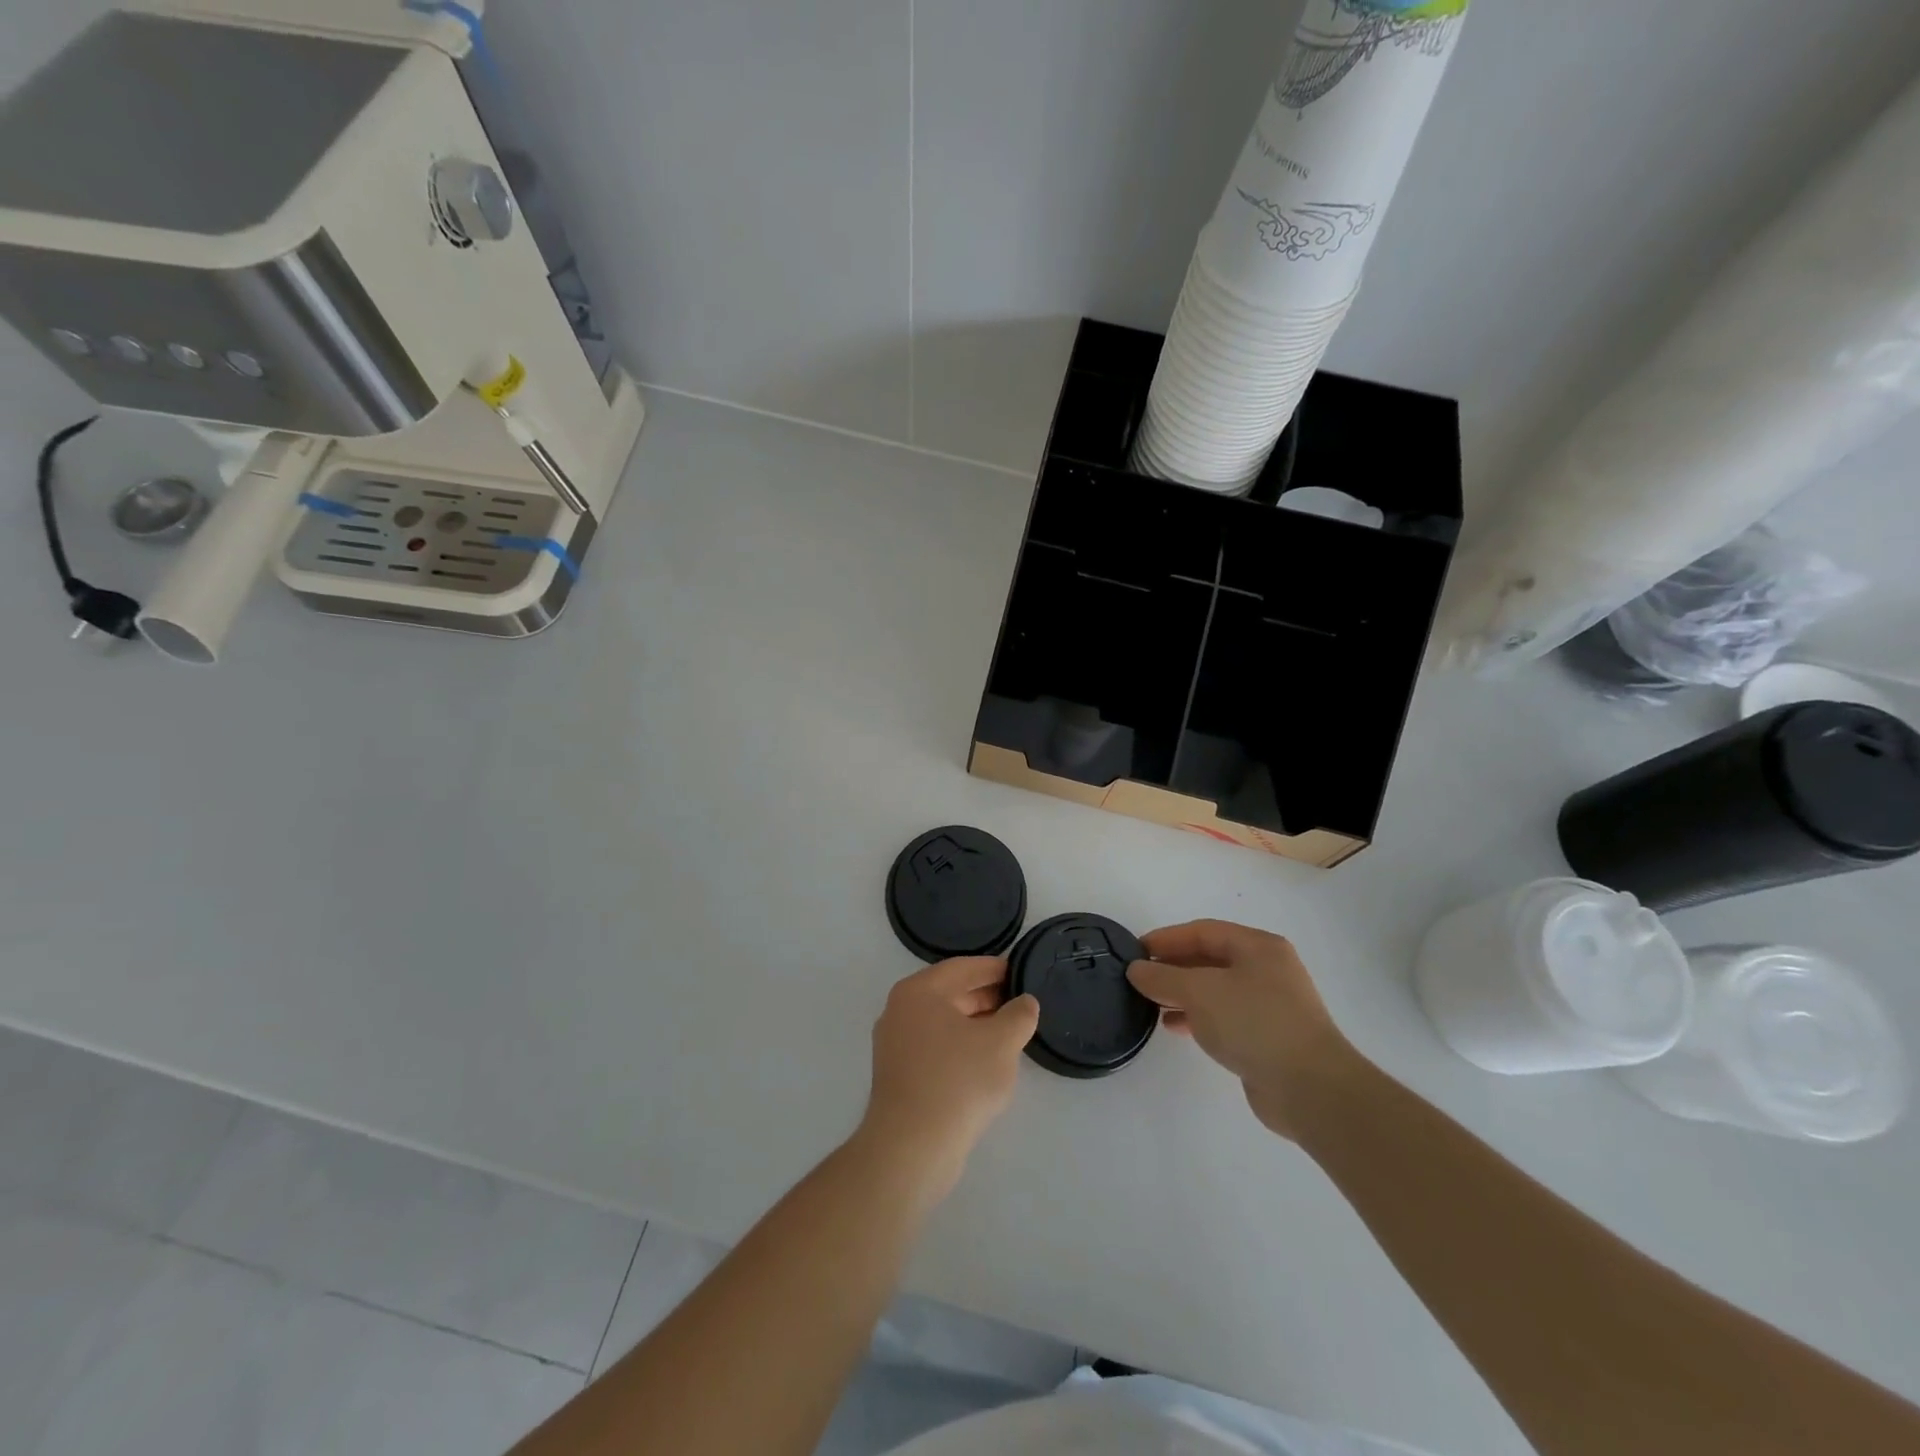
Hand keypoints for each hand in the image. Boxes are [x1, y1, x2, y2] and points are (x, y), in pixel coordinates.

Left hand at [859, 957, 1039, 1202]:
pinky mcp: (899, 1074)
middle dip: (987, 997)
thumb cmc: (958, 1080)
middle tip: (1021, 1003)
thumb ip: (1019, 1015)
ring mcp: (895, 1043)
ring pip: (944, 1022)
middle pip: (951, 993)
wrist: (912, 1147)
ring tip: (1010, 1033)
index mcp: (919, 991)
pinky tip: (985, 1062)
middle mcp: (900, 1010)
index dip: (996, 968)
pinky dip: (960, 1046)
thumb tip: (1025, 1002)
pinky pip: (935, 1047)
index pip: (963, 968)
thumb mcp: (1001, 1042)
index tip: (1022, 972)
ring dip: (976, 1024)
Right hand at [1128, 920, 1358, 1140]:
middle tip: (1140, 978)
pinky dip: (1198, 1017)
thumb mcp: (1199, 992)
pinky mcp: (1268, 1037)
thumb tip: (1136, 969)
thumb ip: (1163, 977)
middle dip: (1173, 967)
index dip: (1166, 939)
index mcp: (1258, 947)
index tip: (1134, 951)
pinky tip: (1175, 1027)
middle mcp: (1267, 969)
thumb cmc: (1254, 1023)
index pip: (1202, 932)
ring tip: (1151, 1004)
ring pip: (1216, 990)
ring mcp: (1270, 1004)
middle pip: (1210, 959)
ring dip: (1182, 994)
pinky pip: (1225, 1016)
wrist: (1311, 1089)